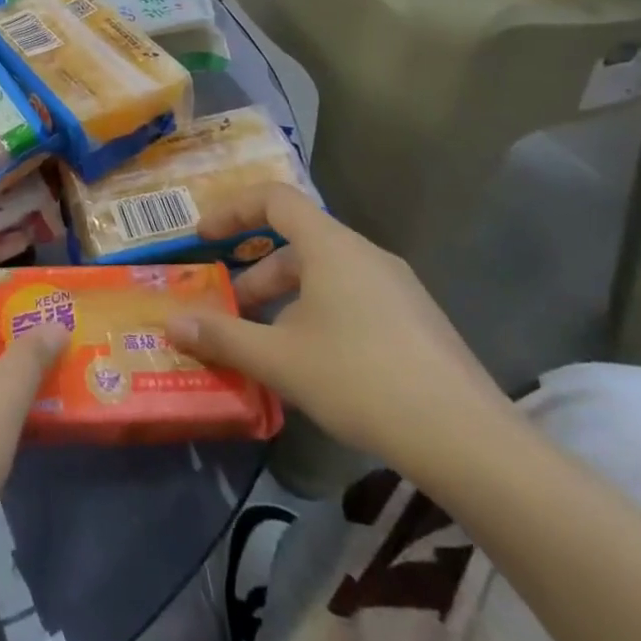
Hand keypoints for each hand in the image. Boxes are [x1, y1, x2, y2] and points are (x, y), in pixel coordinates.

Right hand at [165, 185, 514, 475]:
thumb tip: (171, 323)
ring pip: (325, 274)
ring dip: (285, 298)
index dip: (232, 210)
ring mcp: (398, 288)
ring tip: (265, 342)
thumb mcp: (279, 359)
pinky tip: (313, 364)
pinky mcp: (416, 322)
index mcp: (332, 247)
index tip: (202, 237)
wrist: (470, 442)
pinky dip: (318, 314)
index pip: (274, 198)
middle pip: (297, 241)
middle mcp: (365, 255)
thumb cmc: (361, 380)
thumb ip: (221, 336)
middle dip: (255, 272)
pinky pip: (353, 299)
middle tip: (229, 308)